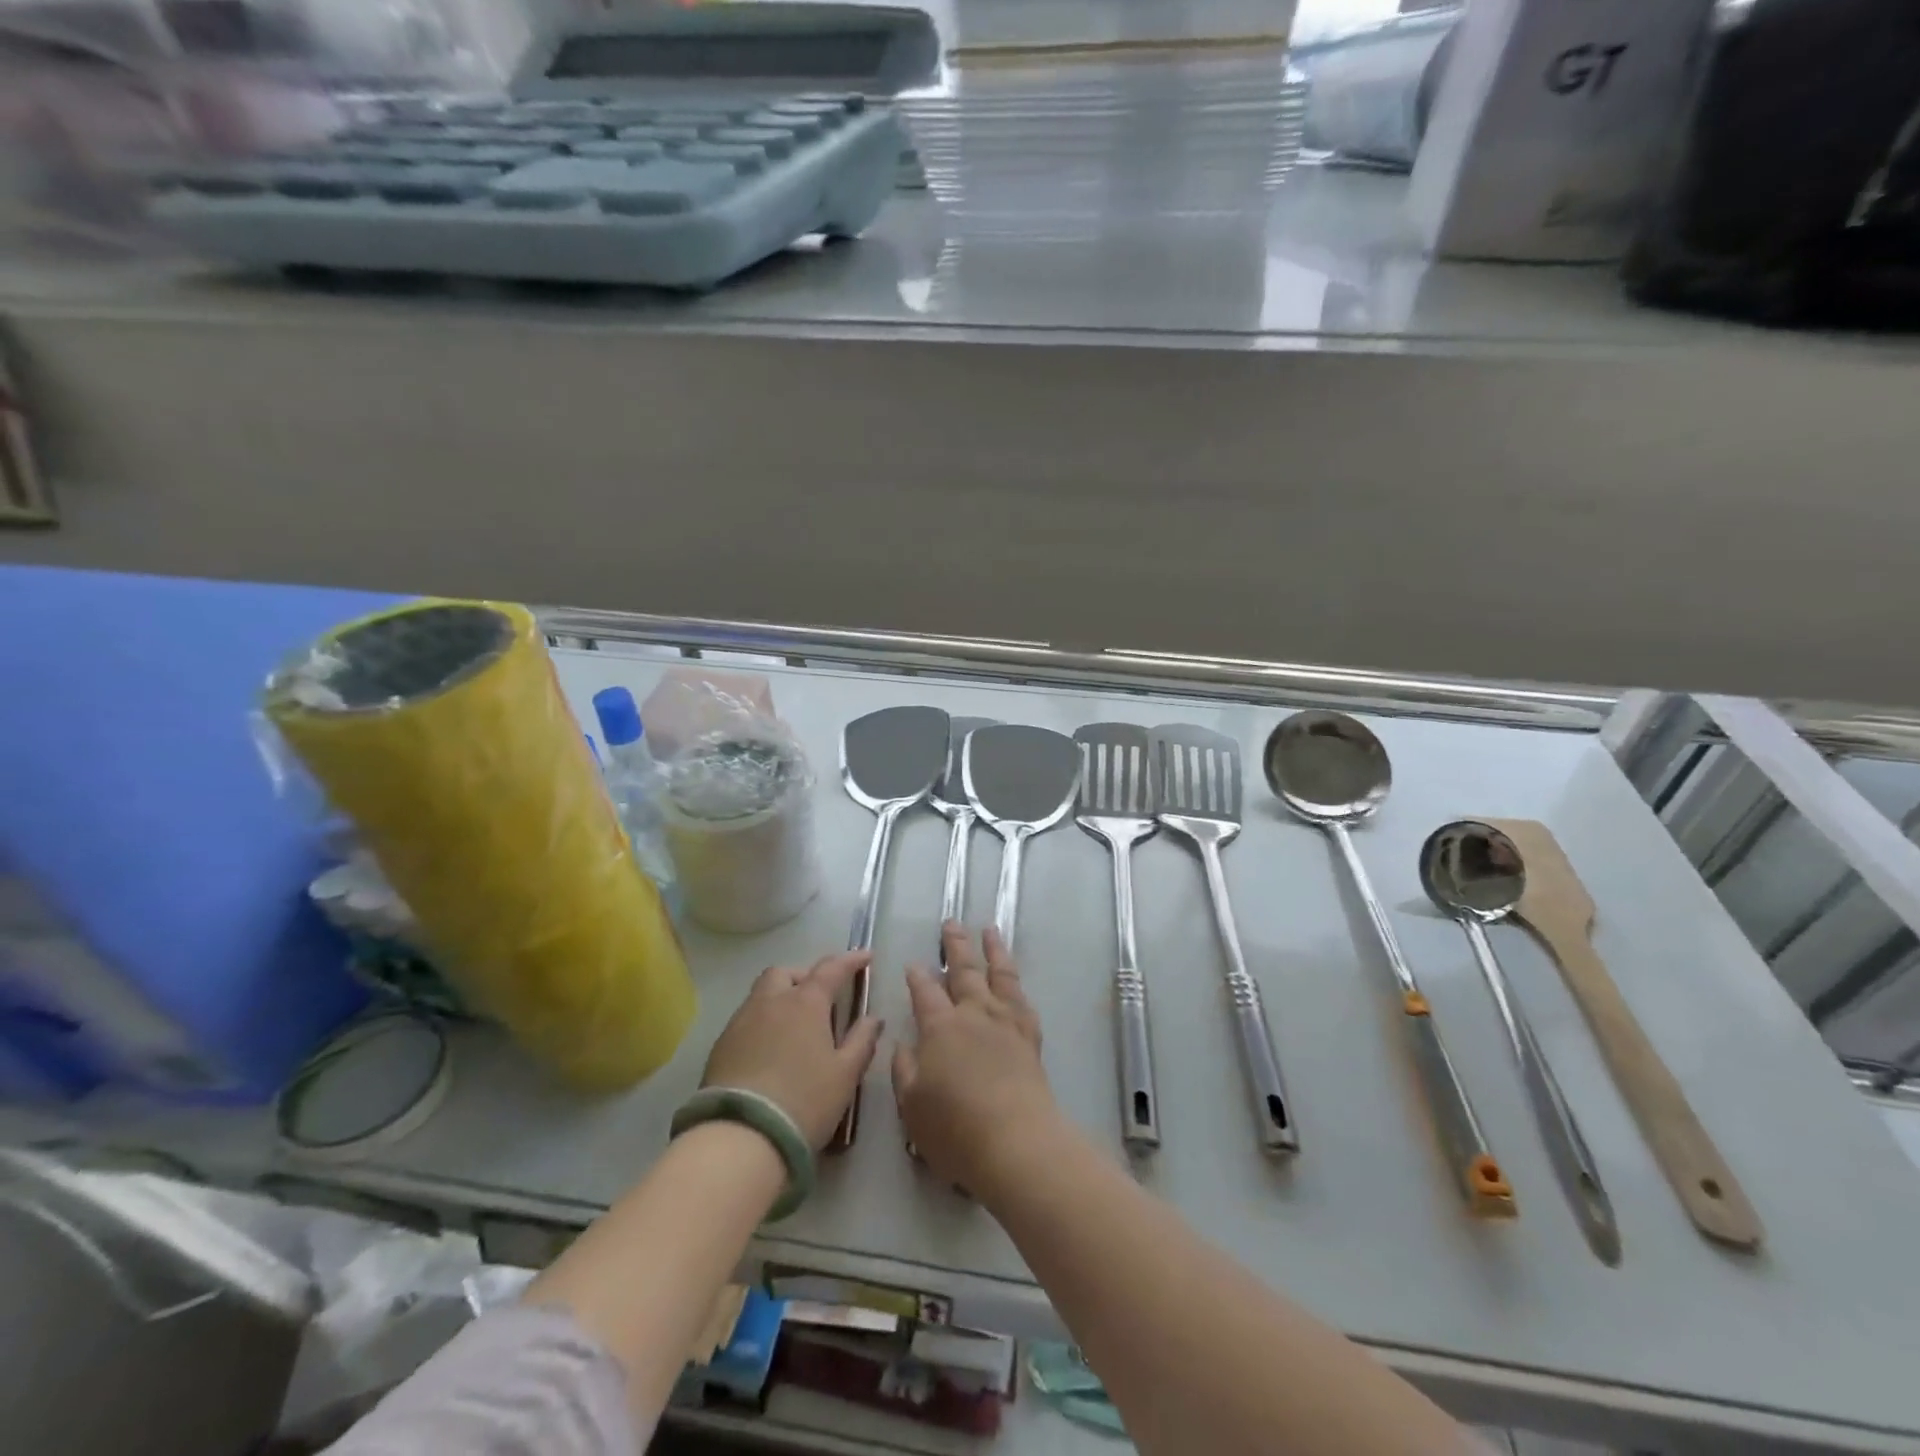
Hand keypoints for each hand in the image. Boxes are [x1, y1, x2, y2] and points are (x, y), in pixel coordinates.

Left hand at [703, 952, 882, 1149]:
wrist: (741, 1137)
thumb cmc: (805, 1101)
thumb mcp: (845, 1074)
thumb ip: (862, 1041)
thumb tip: (873, 1018)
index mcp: (805, 1002)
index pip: (831, 968)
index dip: (851, 960)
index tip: (865, 956)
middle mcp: (771, 1002)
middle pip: (786, 972)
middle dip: (805, 976)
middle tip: (821, 996)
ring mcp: (741, 1022)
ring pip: (762, 994)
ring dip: (781, 997)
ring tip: (795, 1024)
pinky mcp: (721, 1046)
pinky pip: (746, 1020)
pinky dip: (763, 1022)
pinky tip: (770, 1049)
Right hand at [892, 924, 1060, 1198]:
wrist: (1017, 1143)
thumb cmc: (955, 1129)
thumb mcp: (911, 1105)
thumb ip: (904, 1068)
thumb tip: (903, 1041)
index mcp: (940, 1027)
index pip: (925, 991)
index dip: (917, 976)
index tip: (913, 964)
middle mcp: (974, 1014)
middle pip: (963, 970)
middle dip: (955, 945)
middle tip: (951, 923)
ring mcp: (1005, 1022)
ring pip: (998, 974)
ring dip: (992, 949)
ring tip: (989, 929)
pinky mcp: (1030, 1037)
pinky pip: (1021, 999)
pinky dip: (1015, 983)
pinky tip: (1014, 980)